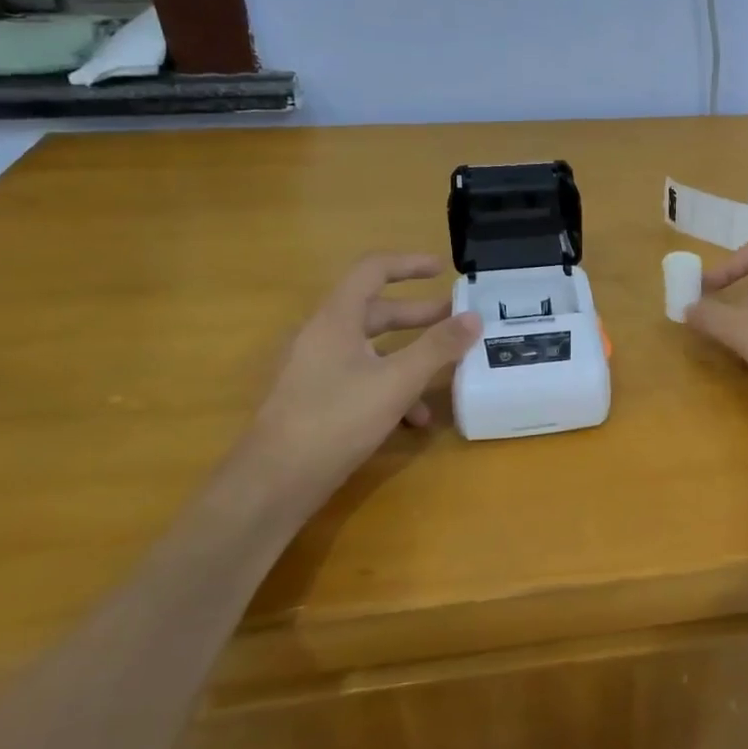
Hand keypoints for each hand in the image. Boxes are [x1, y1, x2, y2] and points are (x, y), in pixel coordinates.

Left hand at [244, 253, 479, 501]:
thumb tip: (474, 317)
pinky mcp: (318, 401)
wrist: (273, 483)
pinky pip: (362, 380)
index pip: (373, 270)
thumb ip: (437, 347)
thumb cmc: (335, 420)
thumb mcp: (397, 381)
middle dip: (419, 316)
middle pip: (377, 311)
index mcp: (336, 319)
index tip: (444, 270)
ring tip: (447, 372)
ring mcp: (318, 370)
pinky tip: (414, 420)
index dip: (409, 264)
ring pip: (373, 350)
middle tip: (456, 320)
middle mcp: (324, 337)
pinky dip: (392, 389)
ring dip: (411, 357)